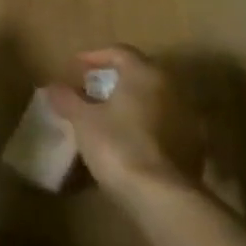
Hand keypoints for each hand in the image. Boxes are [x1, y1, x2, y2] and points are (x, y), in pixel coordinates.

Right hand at [46, 46, 205, 196]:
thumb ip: (67, 99)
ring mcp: (186, 116)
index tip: (74, 68)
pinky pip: (163, 123)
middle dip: (113, 80)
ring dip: (130, 103)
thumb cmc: (117, 145)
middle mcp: (171, 87)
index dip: (94, 56)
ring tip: (106, 117)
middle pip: (139, 74)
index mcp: (145, 74)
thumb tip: (53, 86)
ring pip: (153, 99)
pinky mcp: (193, 144)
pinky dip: (144, 124)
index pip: (119, 52)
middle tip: (89, 91)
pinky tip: (128, 140)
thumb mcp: (83, 120)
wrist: (160, 193)